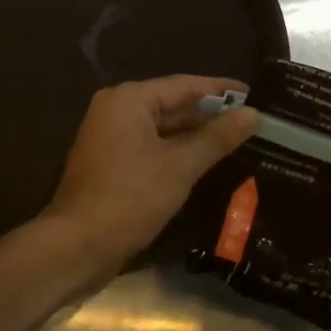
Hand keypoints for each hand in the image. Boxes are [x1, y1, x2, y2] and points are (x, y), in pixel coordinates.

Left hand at [43, 75, 259, 273]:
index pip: (184, 85)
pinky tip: (204, 162)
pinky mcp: (109, 162)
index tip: (253, 94)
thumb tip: (253, 114)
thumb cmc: (130, 198)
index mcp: (129, 99)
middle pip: (171, 104)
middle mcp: (115, 109)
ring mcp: (109, 136)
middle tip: (250, 121)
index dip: (220, 90)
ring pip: (161, 128)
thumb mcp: (180, 166)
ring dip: (194, 135)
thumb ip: (217, 138)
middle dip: (209, 115)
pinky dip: (175, 151)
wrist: (77, 245)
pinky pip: (150, 146)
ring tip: (236, 140)